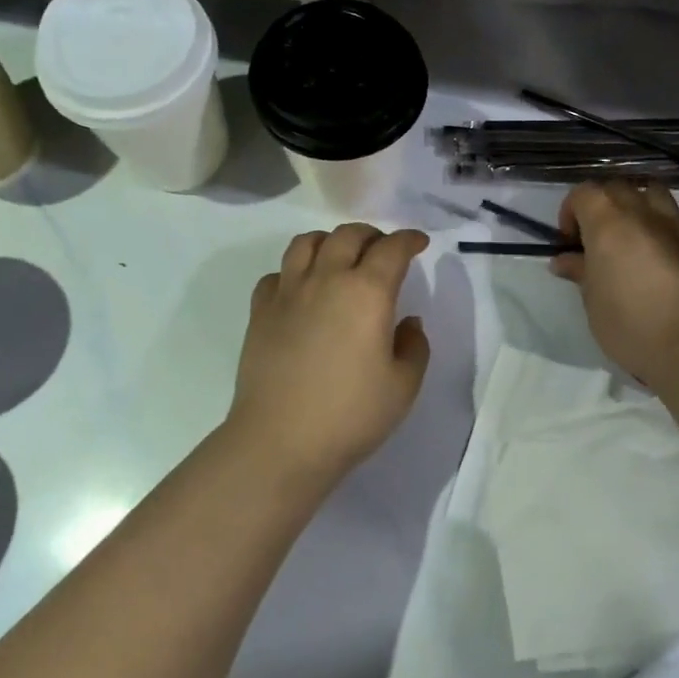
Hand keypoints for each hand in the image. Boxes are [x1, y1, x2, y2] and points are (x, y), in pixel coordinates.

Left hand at [228, 224, 431, 483]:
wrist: (280, 441)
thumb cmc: (351, 415)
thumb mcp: (403, 386)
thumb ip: (414, 347)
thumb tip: (406, 322)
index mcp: (367, 292)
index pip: (392, 249)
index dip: (409, 240)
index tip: (418, 243)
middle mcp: (326, 279)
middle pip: (348, 235)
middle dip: (372, 235)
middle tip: (383, 250)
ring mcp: (288, 293)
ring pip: (306, 243)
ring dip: (330, 242)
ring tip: (340, 258)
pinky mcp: (260, 312)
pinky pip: (277, 274)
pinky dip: (294, 272)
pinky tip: (302, 291)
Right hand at [550, 181, 678, 383]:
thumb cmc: (629, 324)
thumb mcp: (592, 301)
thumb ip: (580, 272)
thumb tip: (565, 260)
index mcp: (609, 222)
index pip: (584, 193)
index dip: (570, 212)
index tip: (568, 242)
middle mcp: (643, 214)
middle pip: (618, 187)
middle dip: (602, 206)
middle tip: (595, 240)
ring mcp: (676, 226)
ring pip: (653, 194)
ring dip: (637, 206)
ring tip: (630, 237)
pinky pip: (678, 219)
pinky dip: (664, 225)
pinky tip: (659, 252)